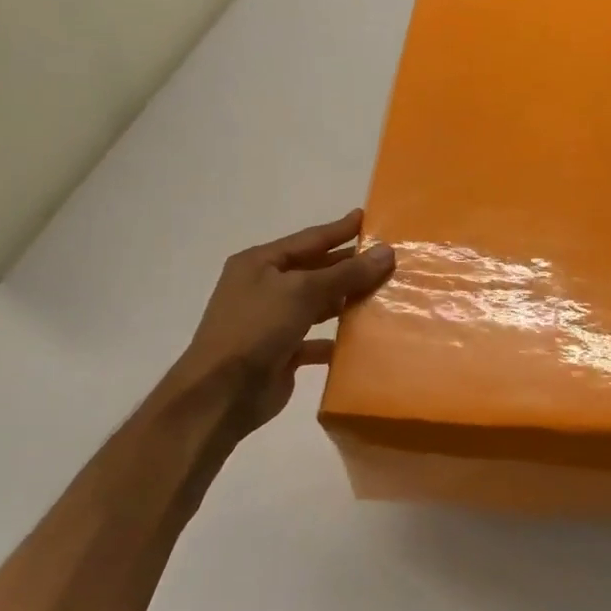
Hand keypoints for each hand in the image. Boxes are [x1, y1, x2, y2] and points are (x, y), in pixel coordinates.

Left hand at [165, 209, 394, 444]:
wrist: (222, 393)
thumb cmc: (257, 327)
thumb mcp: (302, 291)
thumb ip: (346, 273)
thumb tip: (387, 252)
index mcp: (260, 263)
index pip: (309, 239)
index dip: (339, 229)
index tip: (367, 217)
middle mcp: (265, 288)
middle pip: (315, 270)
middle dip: (349, 266)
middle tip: (388, 259)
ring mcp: (273, 321)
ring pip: (318, 304)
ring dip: (347, 301)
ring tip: (384, 294)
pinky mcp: (282, 352)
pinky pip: (317, 341)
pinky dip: (338, 340)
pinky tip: (364, 339)